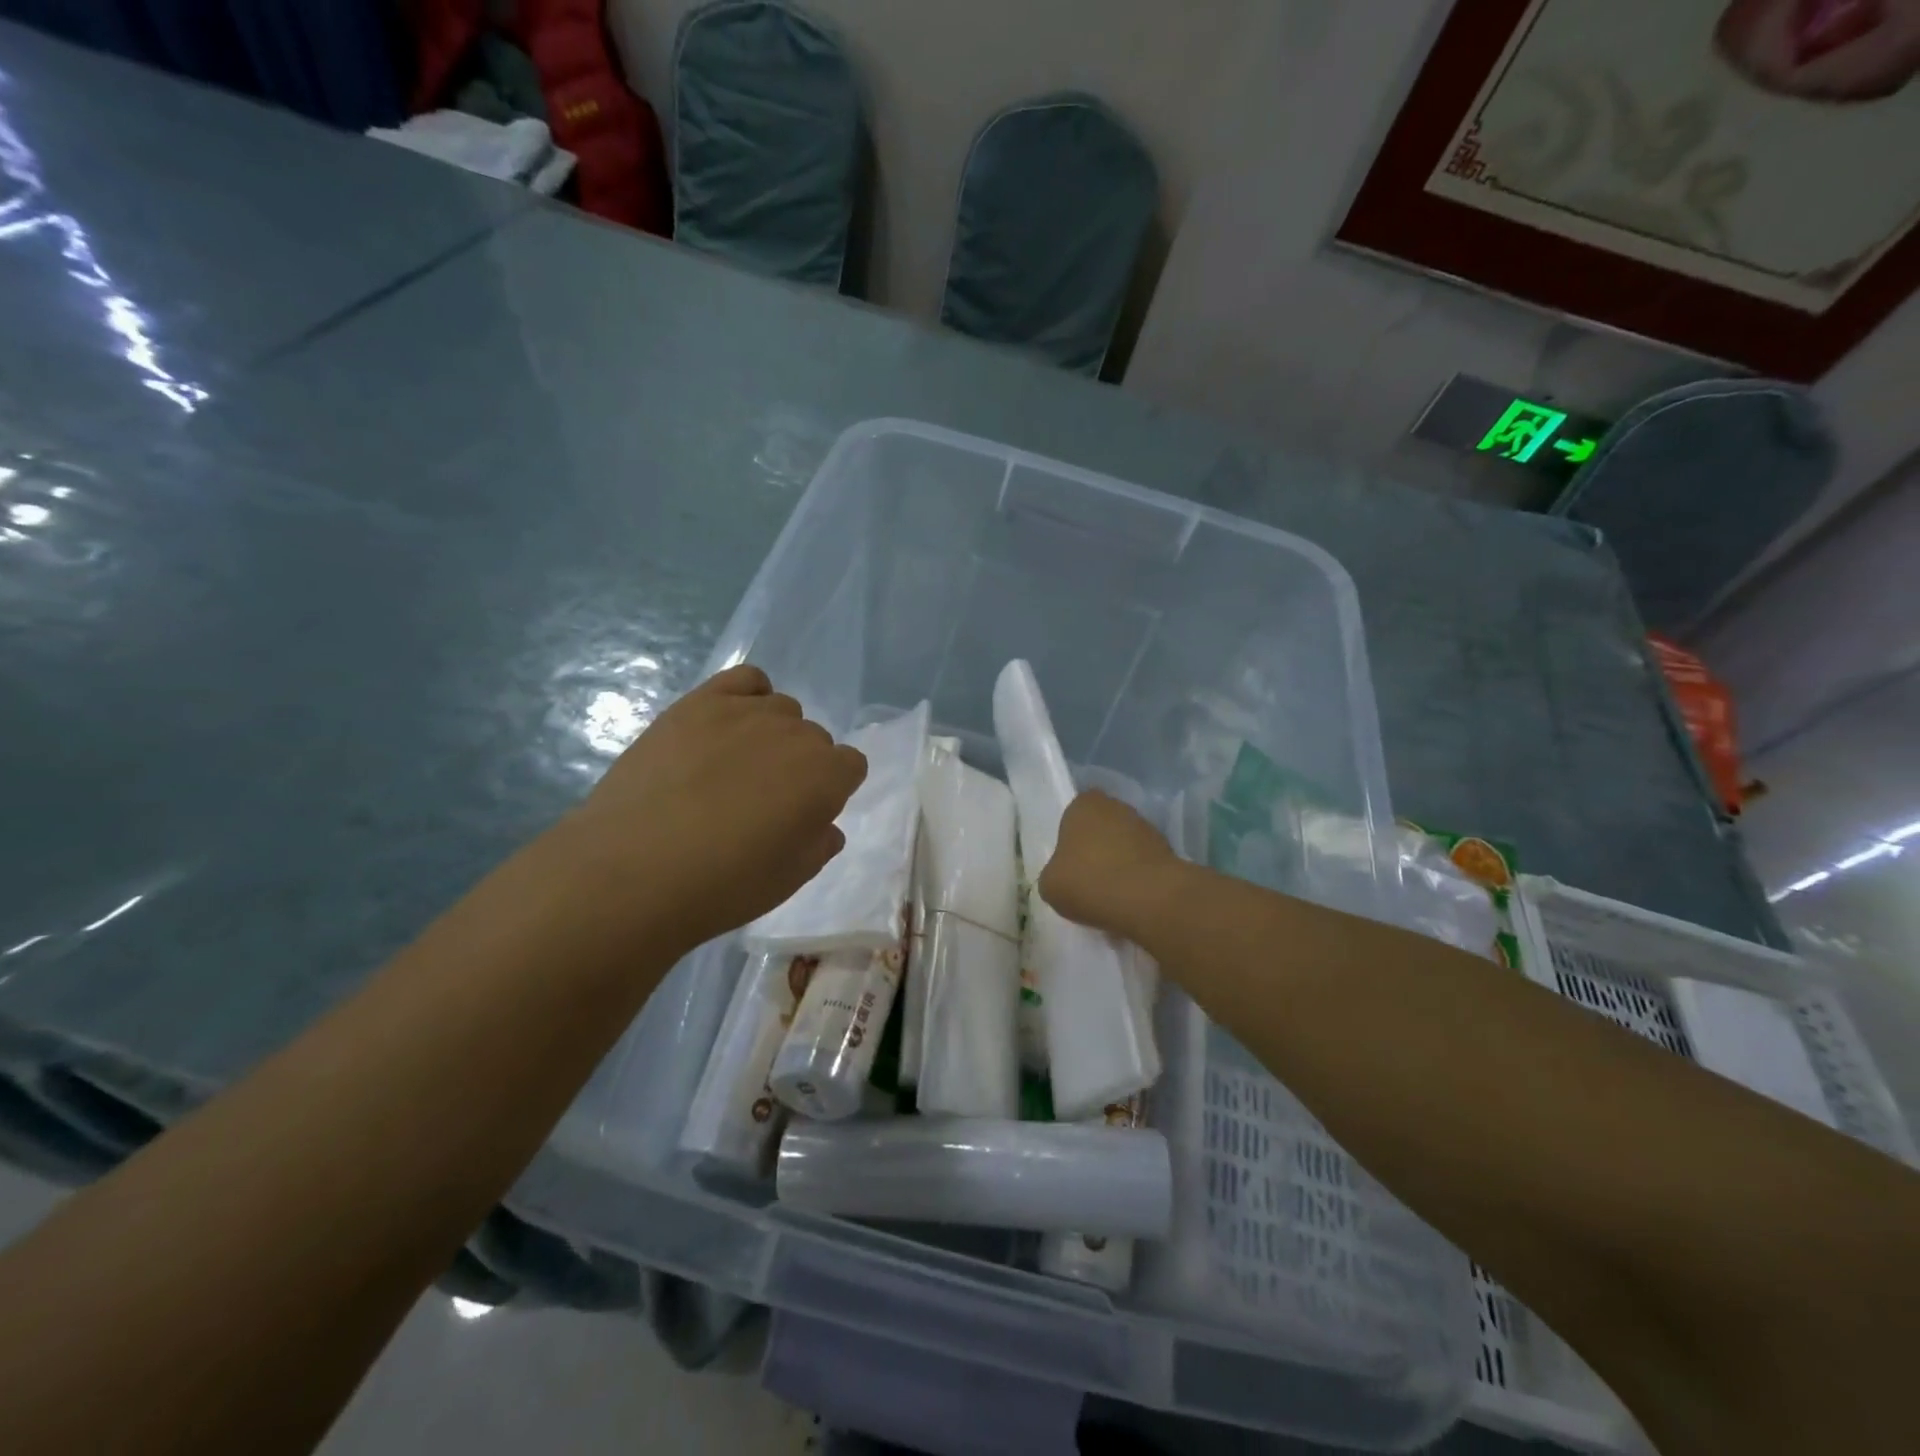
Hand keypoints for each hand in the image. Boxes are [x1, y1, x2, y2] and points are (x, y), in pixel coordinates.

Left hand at [558, 665, 866, 955]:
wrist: (632, 872)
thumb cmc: (722, 885)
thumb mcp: (790, 879)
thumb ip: (819, 843)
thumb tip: (823, 823)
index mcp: (826, 776)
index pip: (851, 766)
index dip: (831, 791)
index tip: (804, 815)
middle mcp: (796, 734)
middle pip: (815, 737)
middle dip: (801, 765)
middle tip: (762, 800)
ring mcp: (746, 712)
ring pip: (782, 710)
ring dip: (772, 735)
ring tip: (735, 767)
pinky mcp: (700, 702)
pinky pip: (746, 680)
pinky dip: (749, 697)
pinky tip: (727, 726)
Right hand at [1037, 790, 1180, 939]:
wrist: (1148, 899)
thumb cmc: (1089, 882)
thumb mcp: (1049, 884)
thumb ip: (1055, 872)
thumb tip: (1066, 876)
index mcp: (1084, 804)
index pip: (1072, 816)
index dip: (1070, 841)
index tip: (1069, 866)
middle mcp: (1116, 806)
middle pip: (1100, 828)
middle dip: (1096, 849)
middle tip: (1088, 879)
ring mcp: (1146, 826)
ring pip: (1124, 845)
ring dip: (1118, 863)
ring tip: (1110, 895)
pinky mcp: (1168, 850)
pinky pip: (1143, 863)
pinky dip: (1137, 877)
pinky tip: (1130, 900)